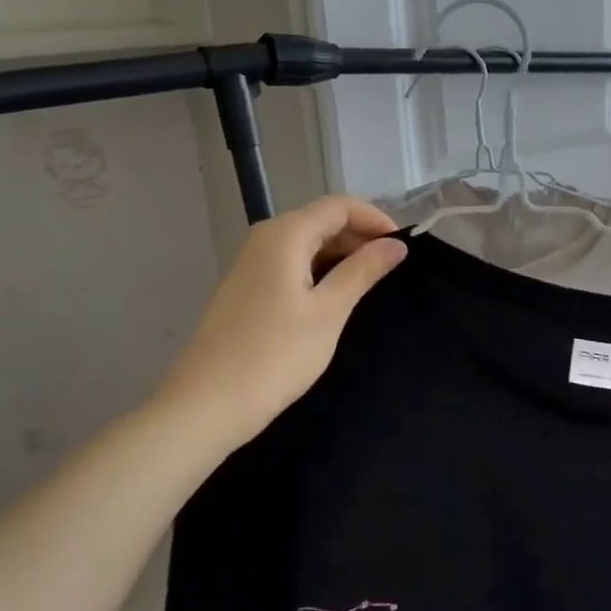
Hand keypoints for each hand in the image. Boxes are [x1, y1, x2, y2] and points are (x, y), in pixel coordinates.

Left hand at [148, 196, 405, 454]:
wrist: (207, 405)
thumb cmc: (275, 355)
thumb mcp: (329, 311)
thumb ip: (363, 271)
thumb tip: (396, 245)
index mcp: (285, 235)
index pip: (339, 206)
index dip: (375, 219)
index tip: (403, 247)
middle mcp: (265, 239)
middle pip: (321, 220)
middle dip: (360, 237)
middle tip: (392, 268)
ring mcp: (252, 264)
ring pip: (307, 244)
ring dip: (342, 256)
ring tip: (371, 284)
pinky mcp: (247, 288)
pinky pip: (292, 264)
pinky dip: (320, 271)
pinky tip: (336, 298)